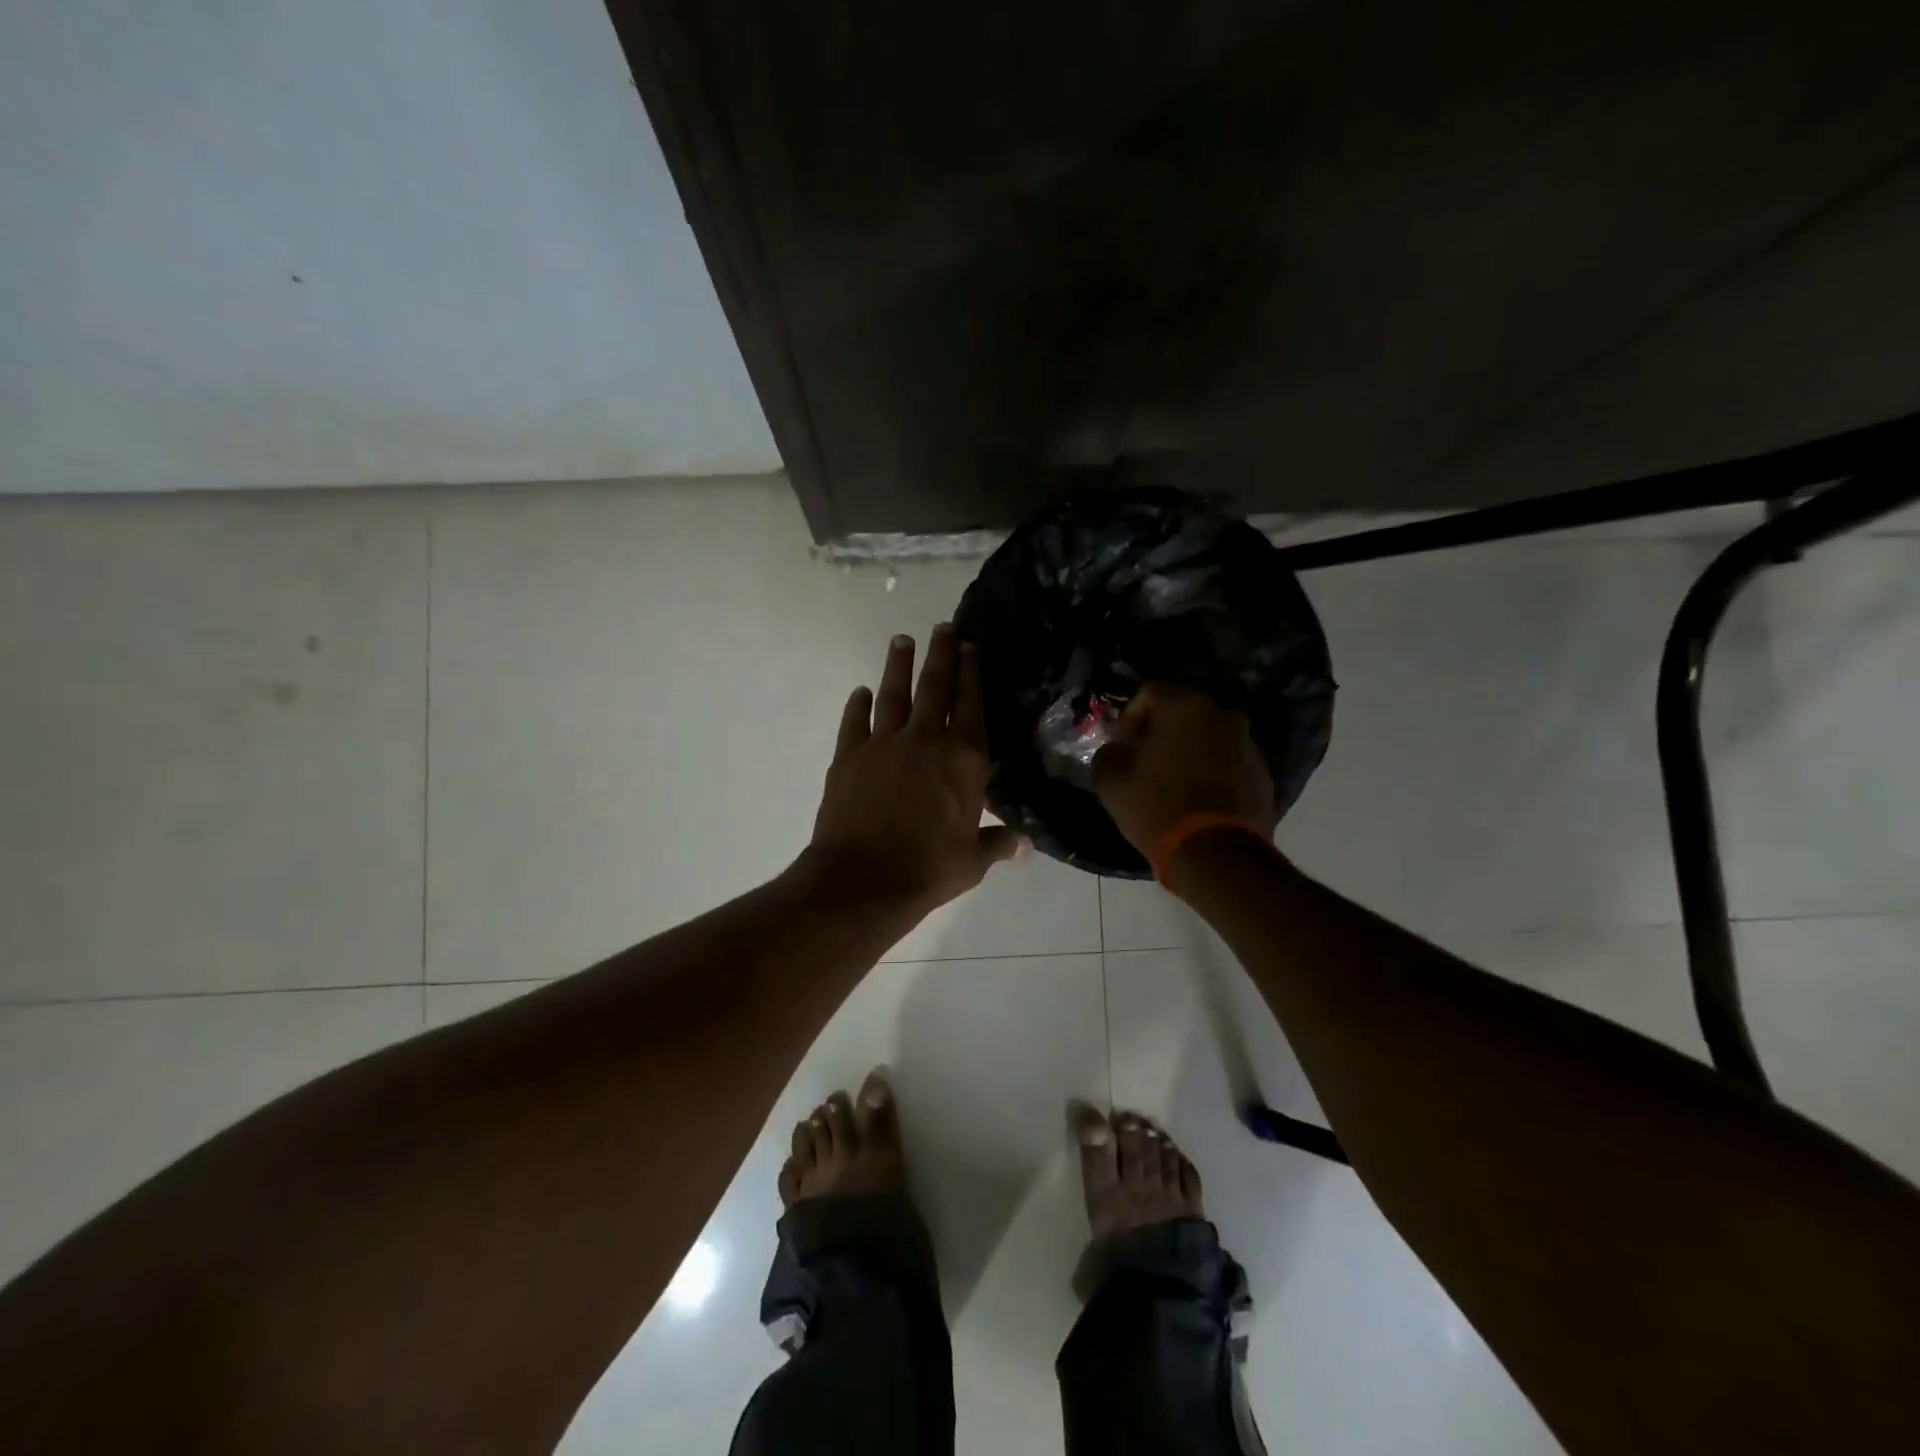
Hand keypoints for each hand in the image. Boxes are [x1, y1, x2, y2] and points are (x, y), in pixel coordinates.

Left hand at [806, 625, 1022, 915]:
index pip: (971, 704)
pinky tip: (861, 692)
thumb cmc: (929, 869)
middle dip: (941, 654)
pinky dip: (857, 705)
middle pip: (935, 687)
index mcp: (963, 759)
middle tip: (942, 626)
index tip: (970, 645)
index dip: (972, 672)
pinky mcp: (848, 756)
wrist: (863, 880)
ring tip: (901, 639)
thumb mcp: (972, 860)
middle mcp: (925, 740)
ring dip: (898, 665)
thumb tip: (1025, 845)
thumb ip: (998, 844)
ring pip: (893, 694)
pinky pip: (854, 722)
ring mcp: (883, 744)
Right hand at [1092, 683, 1276, 856]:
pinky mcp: (1261, 771)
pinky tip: (1196, 797)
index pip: (1150, 692)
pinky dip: (1211, 769)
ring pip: (1208, 735)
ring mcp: (1247, 742)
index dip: (1130, 718)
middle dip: (1161, 731)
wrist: (1215, 852)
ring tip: (1172, 781)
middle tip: (1145, 760)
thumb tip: (1118, 749)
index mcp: (1184, 704)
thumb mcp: (1111, 779)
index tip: (1122, 747)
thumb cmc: (1156, 805)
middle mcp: (1221, 713)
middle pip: (1183, 711)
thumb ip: (1108, 752)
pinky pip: (1227, 760)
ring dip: (1189, 750)